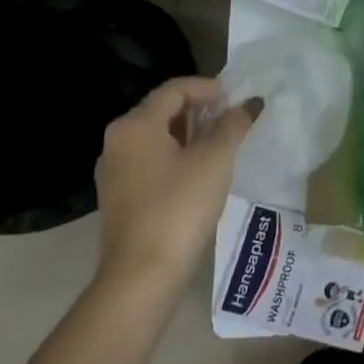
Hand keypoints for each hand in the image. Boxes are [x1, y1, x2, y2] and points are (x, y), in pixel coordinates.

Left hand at [94, 77, 261, 295]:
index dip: (209, 88)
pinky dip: (177, 154)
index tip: (237, 98)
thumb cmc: (180, 206)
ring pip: (157, 136)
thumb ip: (232, 125)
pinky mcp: (119, 196)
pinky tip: (201, 170)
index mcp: (135, 125)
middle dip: (200, 109)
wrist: (142, 276)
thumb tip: (249, 104)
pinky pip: (151, 160)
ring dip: (190, 132)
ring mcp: (114, 171)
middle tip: (233, 117)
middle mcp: (117, 142)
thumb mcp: (215, 159)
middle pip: (162, 110)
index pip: (174, 89)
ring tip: (223, 142)